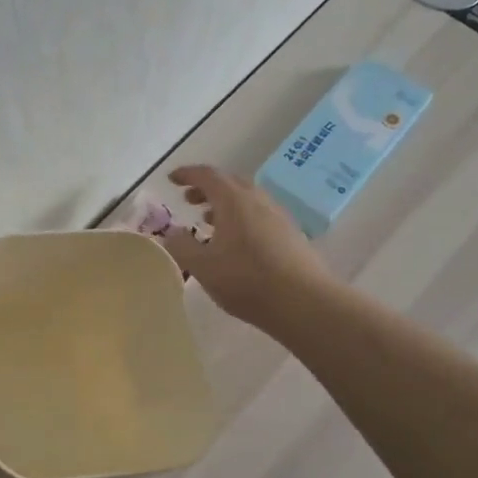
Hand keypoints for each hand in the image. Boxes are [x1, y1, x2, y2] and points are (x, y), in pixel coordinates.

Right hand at [161, 165, 328, 327]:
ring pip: (247, 199)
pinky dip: (241, 217)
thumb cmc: (247, 280)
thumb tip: (172, 233)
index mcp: (234, 200)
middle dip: (207, 187)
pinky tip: (236, 242)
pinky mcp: (291, 235)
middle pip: (230, 182)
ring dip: (225, 204)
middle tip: (189, 199)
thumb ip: (181, 246)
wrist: (305, 303)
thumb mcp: (202, 267)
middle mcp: (258, 200)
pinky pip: (260, 214)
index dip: (187, 174)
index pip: (207, 175)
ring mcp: (278, 216)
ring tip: (209, 222)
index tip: (172, 179)